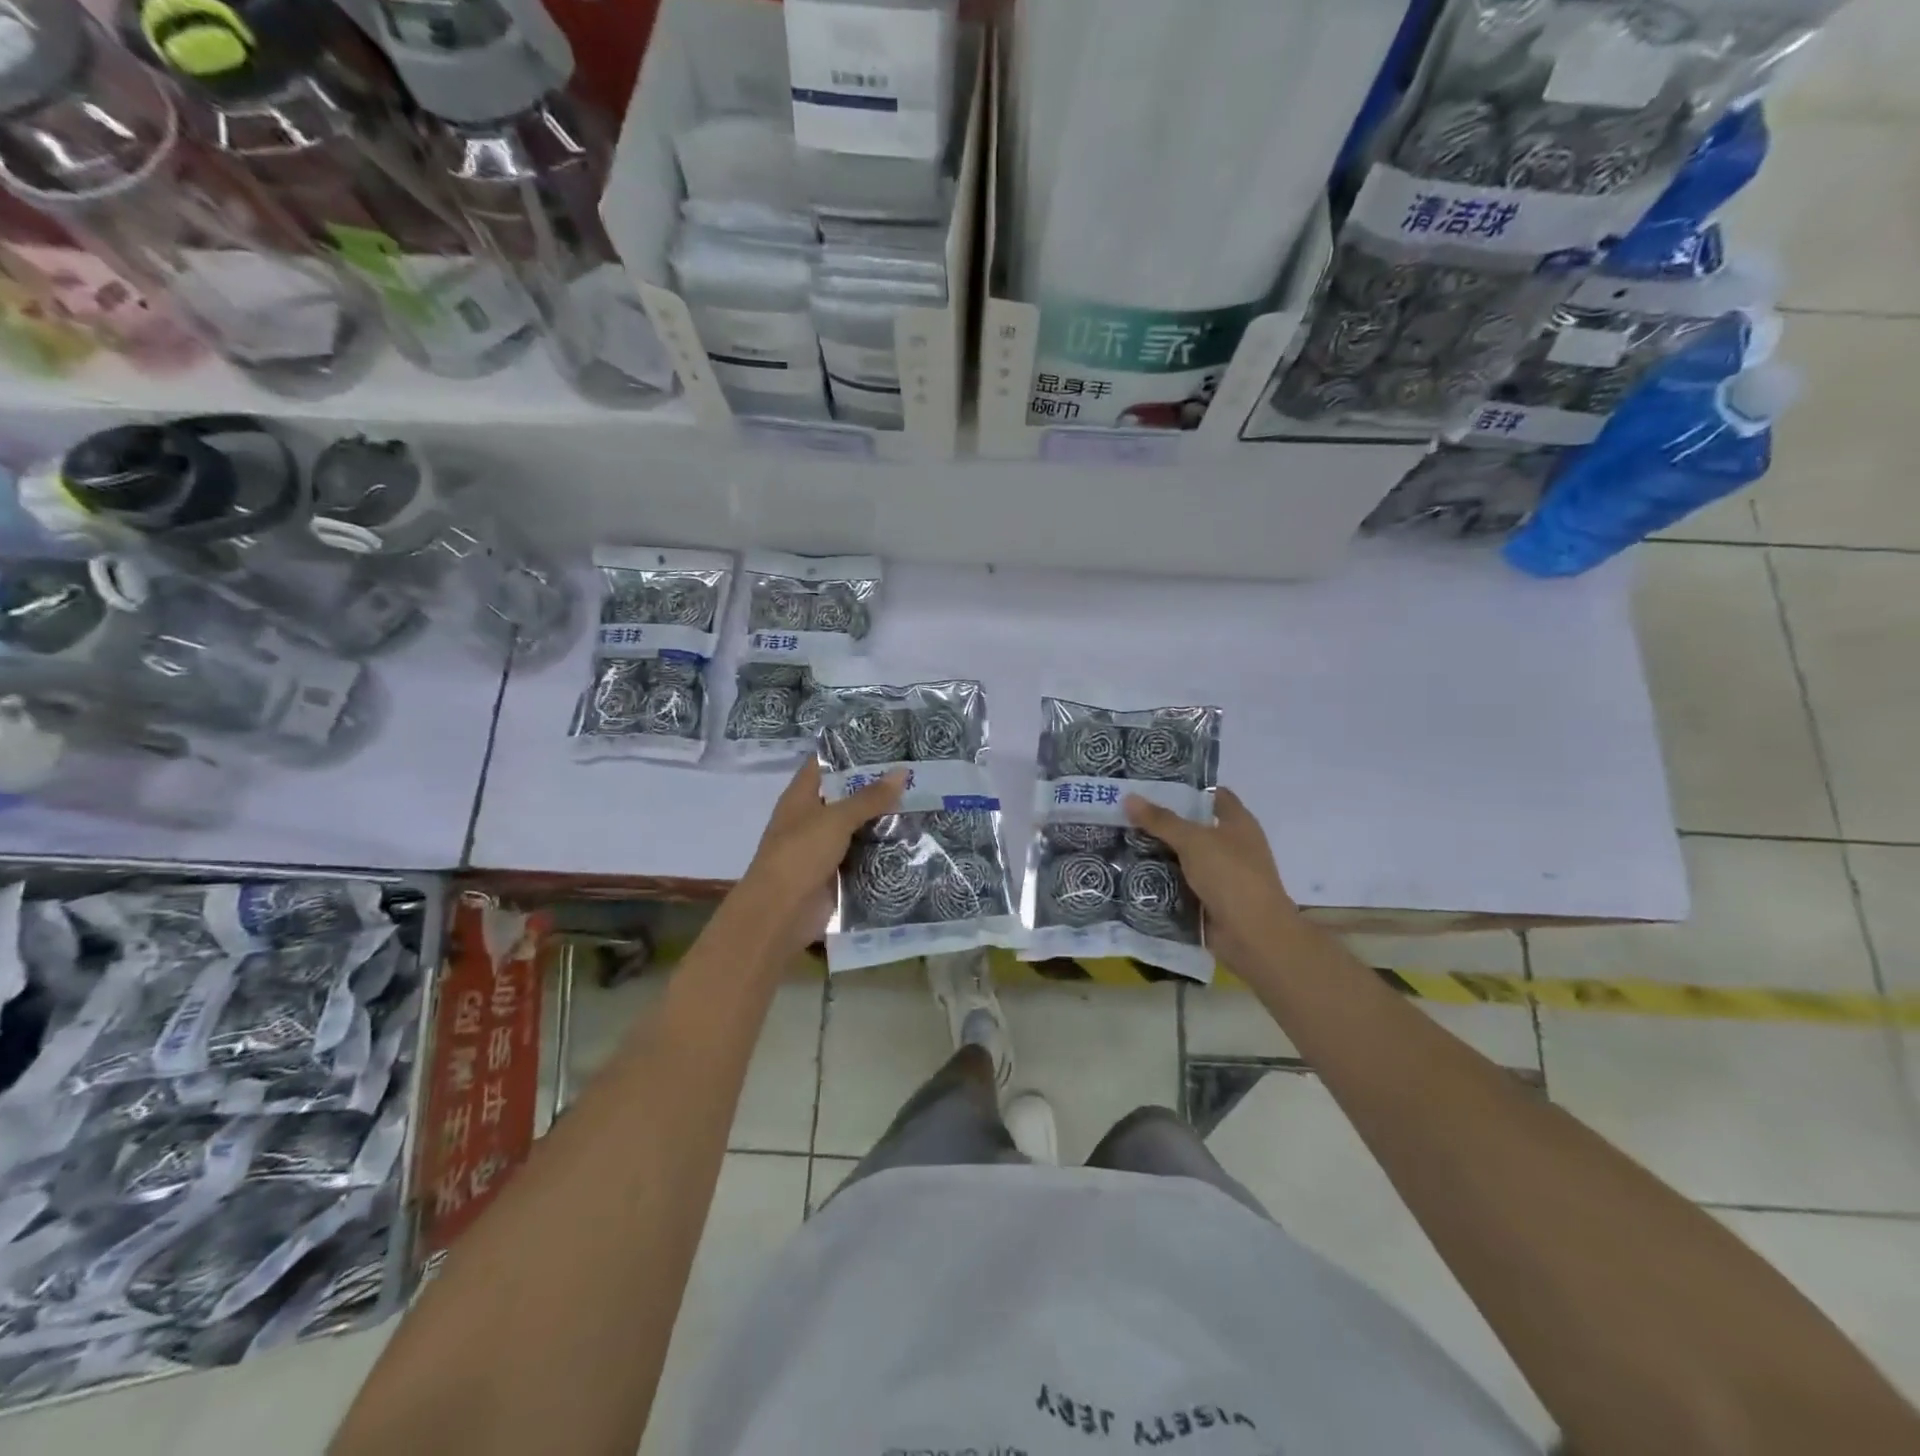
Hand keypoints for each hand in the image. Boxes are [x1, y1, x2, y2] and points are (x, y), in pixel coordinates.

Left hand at [729, 760, 904, 961]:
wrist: (780, 914)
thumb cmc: (800, 855)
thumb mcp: (836, 819)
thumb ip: (870, 797)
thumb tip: (902, 771)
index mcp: (801, 797)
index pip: (825, 764)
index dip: (850, 752)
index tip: (886, 743)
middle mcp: (811, 818)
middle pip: (846, 796)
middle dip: (877, 787)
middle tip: (917, 774)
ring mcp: (823, 848)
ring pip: (858, 827)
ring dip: (884, 820)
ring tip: (924, 803)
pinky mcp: (836, 874)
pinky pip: (863, 856)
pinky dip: (883, 850)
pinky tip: (913, 840)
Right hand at [1124, 788, 1302, 976]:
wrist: (1253, 936)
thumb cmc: (1231, 876)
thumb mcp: (1193, 841)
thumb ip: (1161, 820)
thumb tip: (1129, 797)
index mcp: (1238, 823)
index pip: (1212, 794)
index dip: (1186, 788)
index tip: (1151, 785)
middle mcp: (1231, 845)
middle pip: (1193, 826)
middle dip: (1162, 821)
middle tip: (1126, 812)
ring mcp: (1221, 875)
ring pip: (1183, 856)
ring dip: (1158, 852)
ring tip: (1120, 839)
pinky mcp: (1209, 900)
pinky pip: (1180, 883)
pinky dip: (1161, 879)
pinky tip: (1132, 872)